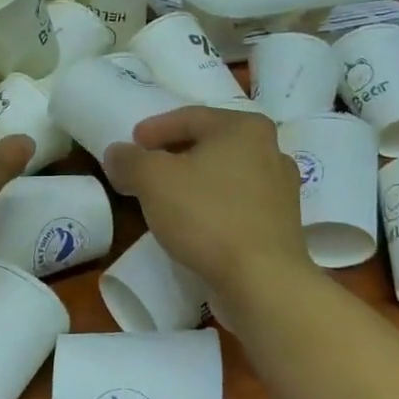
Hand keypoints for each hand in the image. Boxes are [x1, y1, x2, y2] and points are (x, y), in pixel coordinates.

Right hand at [106, 106, 310, 299]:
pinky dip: (212, 204)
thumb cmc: (207, 216)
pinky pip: (238, 202)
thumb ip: (129, 160)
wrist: (263, 282)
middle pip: (210, 143)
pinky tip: (193, 221)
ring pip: (225, 174)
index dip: (155, 128)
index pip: (190, 117)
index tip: (132, 143)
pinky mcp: (282, 224)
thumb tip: (116, 153)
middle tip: (145, 167)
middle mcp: (270, 149)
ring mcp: (281, 189)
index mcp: (244, 128)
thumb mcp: (153, 180)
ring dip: (194, 180)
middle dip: (174, 154)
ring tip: (165, 196)